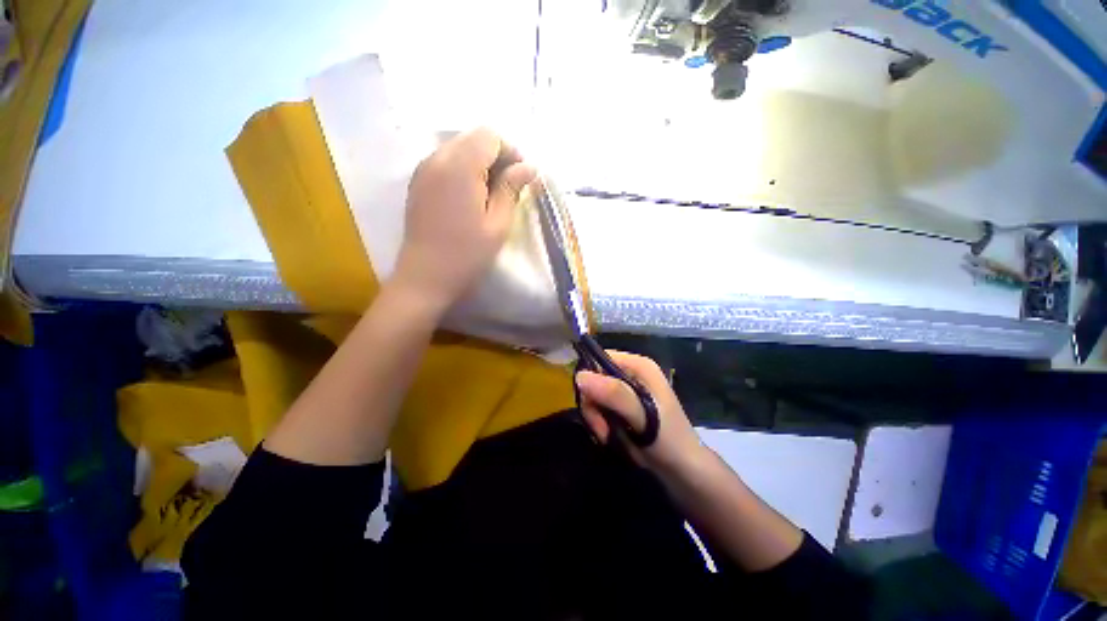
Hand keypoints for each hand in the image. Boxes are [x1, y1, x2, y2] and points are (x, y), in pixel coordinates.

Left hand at [391, 128, 536, 315]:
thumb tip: (529, 166)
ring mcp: (423, 169)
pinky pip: (445, 162)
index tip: (522, 178)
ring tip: (492, 195)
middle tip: (510, 188)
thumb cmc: (467, 254)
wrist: (425, 277)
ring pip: (459, 148)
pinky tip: (471, 198)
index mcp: (460, 166)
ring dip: (480, 164)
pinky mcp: (418, 182)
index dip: (511, 151)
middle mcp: (437, 158)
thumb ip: (512, 189)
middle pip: (473, 138)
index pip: (490, 136)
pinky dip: (464, 171)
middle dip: (497, 156)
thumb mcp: (498, 224)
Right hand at [576, 351, 705, 477]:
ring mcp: (627, 389)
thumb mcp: (642, 417)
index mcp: (639, 366)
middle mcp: (631, 372)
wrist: (683, 472)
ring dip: (595, 417)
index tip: (591, 405)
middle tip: (602, 428)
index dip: (590, 380)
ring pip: (594, 395)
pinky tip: (609, 436)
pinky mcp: (624, 405)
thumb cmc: (667, 442)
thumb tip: (580, 376)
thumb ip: (614, 394)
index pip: (599, 359)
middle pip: (594, 378)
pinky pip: (600, 407)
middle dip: (593, 405)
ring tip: (607, 435)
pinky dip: (599, 422)